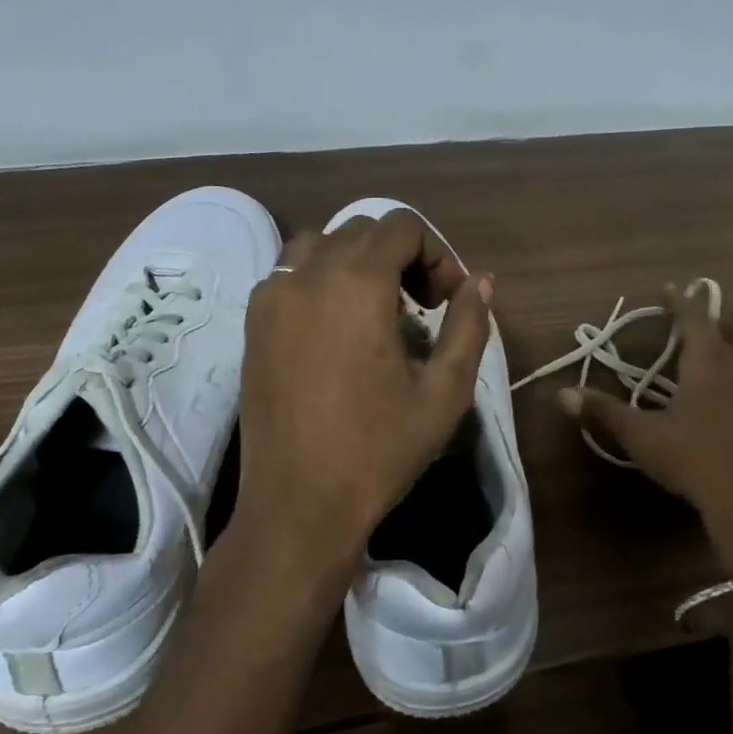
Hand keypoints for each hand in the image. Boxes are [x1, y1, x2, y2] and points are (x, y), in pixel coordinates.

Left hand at [232, 212, 491, 597]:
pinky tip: (338, 328)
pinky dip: (323, 279)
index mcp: (356, 285)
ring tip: (379, 311)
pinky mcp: (252, 324)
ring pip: (322, 244)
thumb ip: (469, 327)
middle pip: (363, 230)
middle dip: (403, 257)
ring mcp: (271, 298)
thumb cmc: (379, 450)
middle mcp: (307, 276)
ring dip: (360, 262)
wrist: (298, 506)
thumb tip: (480, 283)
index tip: (448, 302)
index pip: (402, 227)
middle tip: (424, 308)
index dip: (437, 255)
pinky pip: (291, 273)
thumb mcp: (445, 392)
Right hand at [561, 284, 732, 575]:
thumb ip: (604, 411)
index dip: (681, 301)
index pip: (694, 319)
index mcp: (708, 364)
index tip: (671, 286)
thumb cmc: (693, 461)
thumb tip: (562, 394)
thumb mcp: (643, 437)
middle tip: (696, 327)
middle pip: (729, 334)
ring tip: (724, 367)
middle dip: (711, 325)